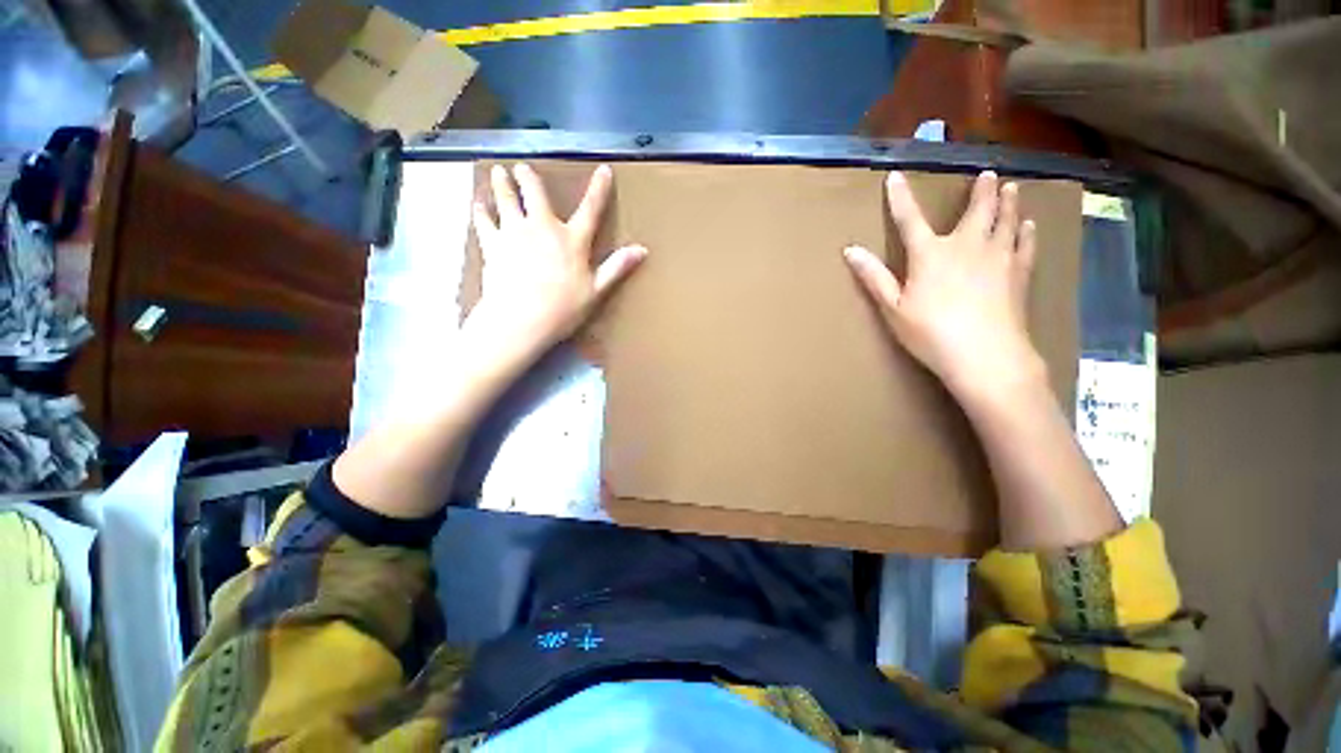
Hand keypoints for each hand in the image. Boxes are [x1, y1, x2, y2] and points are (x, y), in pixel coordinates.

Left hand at [467, 163, 646, 365]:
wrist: (518, 320)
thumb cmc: (560, 310)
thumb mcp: (595, 292)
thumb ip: (616, 268)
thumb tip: (641, 250)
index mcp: (572, 239)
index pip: (591, 208)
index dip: (599, 188)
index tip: (603, 170)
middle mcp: (543, 228)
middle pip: (535, 194)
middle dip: (529, 178)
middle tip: (521, 166)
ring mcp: (515, 234)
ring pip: (507, 201)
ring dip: (501, 185)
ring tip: (496, 172)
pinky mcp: (493, 246)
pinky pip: (485, 223)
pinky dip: (481, 212)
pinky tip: (477, 204)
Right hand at [844, 171, 1044, 399]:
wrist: (988, 357)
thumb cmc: (936, 337)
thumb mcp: (896, 312)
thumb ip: (875, 279)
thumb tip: (850, 250)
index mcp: (930, 252)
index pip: (909, 217)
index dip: (900, 196)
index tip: (896, 176)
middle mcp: (966, 245)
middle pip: (977, 209)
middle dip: (983, 190)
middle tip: (989, 173)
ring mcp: (996, 257)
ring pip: (1005, 221)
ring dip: (1009, 203)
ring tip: (1013, 188)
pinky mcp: (1018, 275)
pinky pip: (1024, 247)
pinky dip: (1027, 235)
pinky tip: (1030, 226)